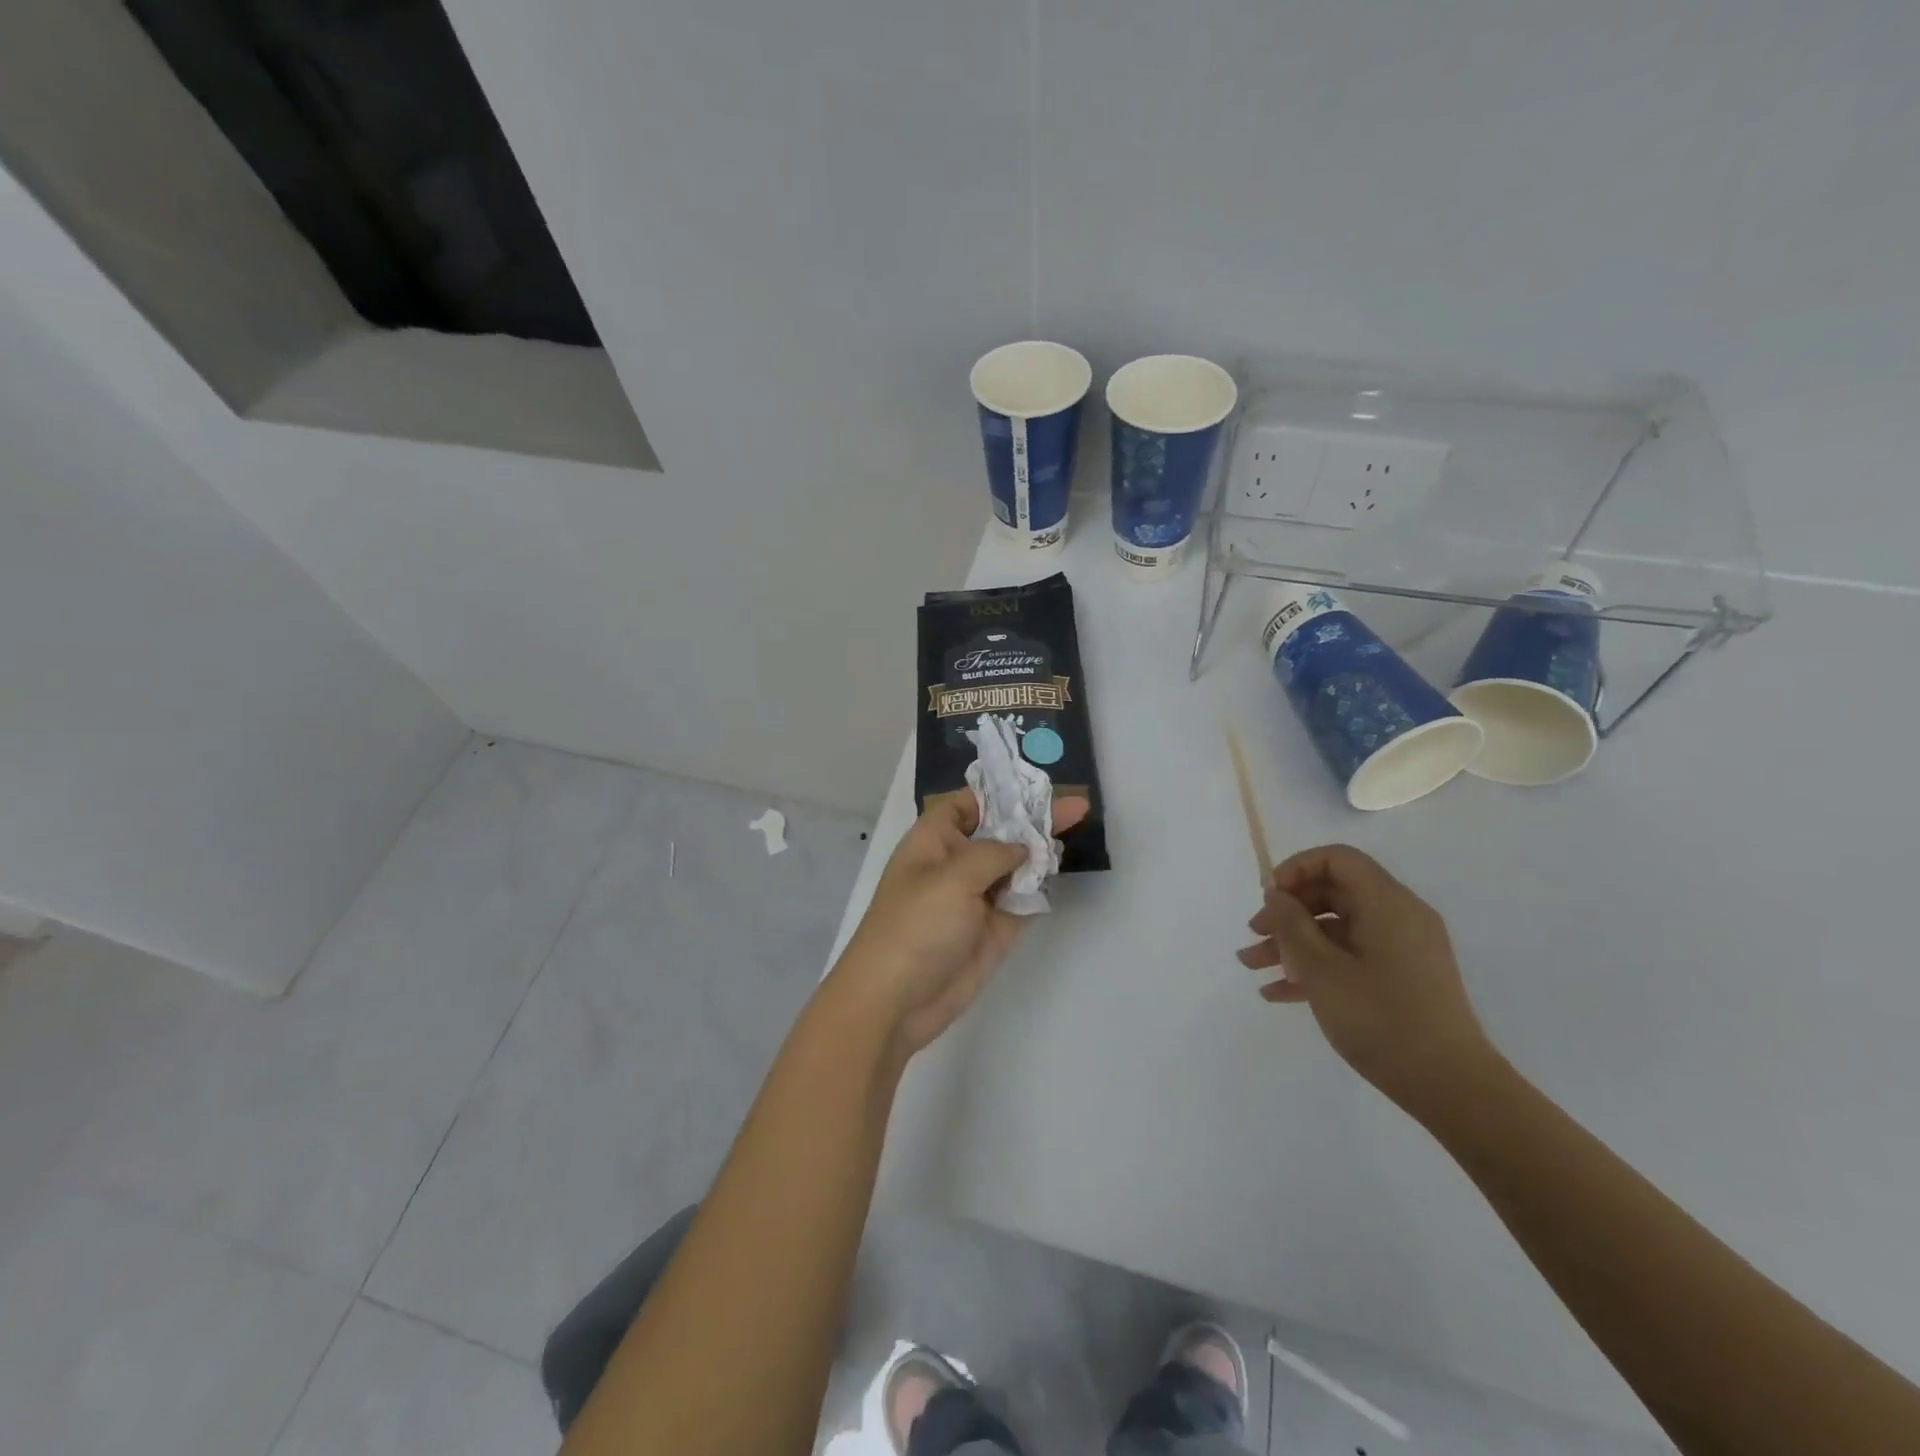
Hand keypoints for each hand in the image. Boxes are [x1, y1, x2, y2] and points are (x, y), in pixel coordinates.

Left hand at [835, 794, 1088, 1058]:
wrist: (896, 1001)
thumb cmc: (915, 925)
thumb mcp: (953, 876)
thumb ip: (995, 853)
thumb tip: (1025, 846)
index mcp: (935, 840)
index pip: (969, 803)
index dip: (1001, 792)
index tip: (1039, 784)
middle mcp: (957, 862)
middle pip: (1001, 832)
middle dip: (1034, 818)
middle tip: (1078, 806)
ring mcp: (977, 897)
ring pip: (1016, 865)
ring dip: (1042, 852)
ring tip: (1076, 831)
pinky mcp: (994, 930)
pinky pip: (1024, 900)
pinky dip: (1040, 888)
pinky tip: (1060, 872)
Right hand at [1237, 844, 1498, 1115]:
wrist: (1451, 1087)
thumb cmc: (1380, 1018)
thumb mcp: (1321, 968)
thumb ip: (1291, 923)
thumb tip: (1277, 895)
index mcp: (1387, 903)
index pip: (1337, 859)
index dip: (1297, 869)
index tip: (1270, 898)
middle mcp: (1399, 917)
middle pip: (1334, 893)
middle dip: (1287, 912)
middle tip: (1254, 936)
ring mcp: (1404, 950)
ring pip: (1337, 929)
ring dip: (1293, 944)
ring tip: (1253, 968)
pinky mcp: (1403, 979)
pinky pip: (1352, 957)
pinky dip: (1317, 967)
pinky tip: (1279, 992)